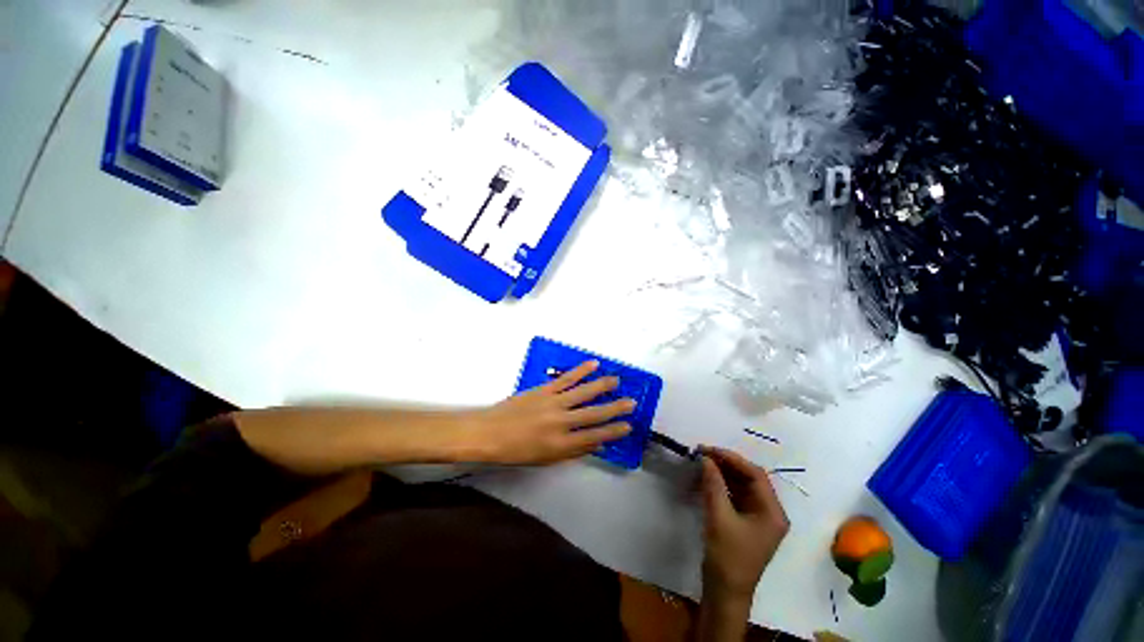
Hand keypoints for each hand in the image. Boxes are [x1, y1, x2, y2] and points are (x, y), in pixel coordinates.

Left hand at [462, 360, 633, 464]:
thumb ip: (573, 451)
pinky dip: (581, 371)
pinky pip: (567, 378)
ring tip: (617, 381)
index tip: (628, 426)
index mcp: (561, 444)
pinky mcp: (545, 389)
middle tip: (631, 403)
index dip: (613, 432)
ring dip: (602, 386)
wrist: (490, 432)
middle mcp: (561, 423)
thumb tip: (596, 443)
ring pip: (583, 393)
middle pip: (594, 414)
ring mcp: (553, 403)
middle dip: (615, 409)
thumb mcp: (546, 459)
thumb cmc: (517, 451)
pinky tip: (593, 365)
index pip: (594, 437)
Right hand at [699, 446, 788, 601]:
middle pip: (749, 478)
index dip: (731, 458)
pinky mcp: (745, 522)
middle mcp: (769, 512)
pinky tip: (707, 478)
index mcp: (772, 512)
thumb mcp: (719, 517)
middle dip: (726, 464)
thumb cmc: (727, 556)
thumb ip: (713, 484)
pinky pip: (735, 496)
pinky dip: (721, 485)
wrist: (725, 592)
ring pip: (741, 486)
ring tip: (702, 461)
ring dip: (723, 473)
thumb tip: (705, 458)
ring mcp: (758, 518)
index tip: (709, 449)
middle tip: (703, 453)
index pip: (755, 475)